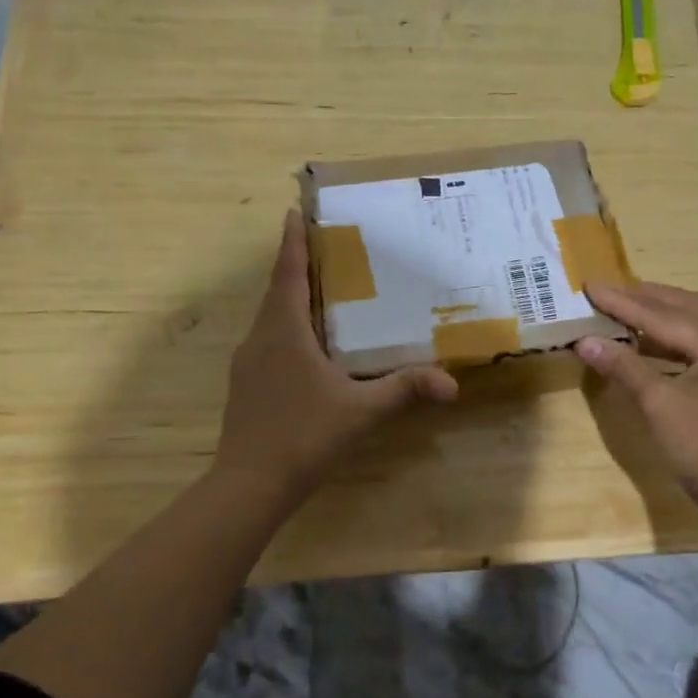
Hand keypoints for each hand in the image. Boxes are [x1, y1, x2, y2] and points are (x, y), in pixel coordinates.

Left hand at [215, 210, 458, 500]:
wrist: (248, 485)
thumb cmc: (304, 435)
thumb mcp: (361, 411)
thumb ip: (405, 390)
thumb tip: (451, 384)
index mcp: (284, 331)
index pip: (288, 274)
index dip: (292, 241)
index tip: (294, 212)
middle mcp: (260, 338)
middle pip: (278, 291)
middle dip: (297, 266)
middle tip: (325, 248)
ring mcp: (247, 363)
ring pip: (271, 318)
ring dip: (291, 299)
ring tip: (323, 292)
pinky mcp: (245, 385)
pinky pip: (268, 341)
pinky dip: (287, 329)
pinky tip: (310, 347)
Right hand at [576, 282, 697, 518]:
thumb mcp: (659, 404)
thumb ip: (624, 367)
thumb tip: (585, 341)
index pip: (662, 315)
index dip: (622, 302)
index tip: (590, 286)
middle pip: (686, 307)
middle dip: (646, 297)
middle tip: (609, 289)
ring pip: (695, 325)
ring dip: (660, 314)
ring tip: (625, 308)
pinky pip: (697, 347)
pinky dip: (670, 340)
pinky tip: (647, 344)